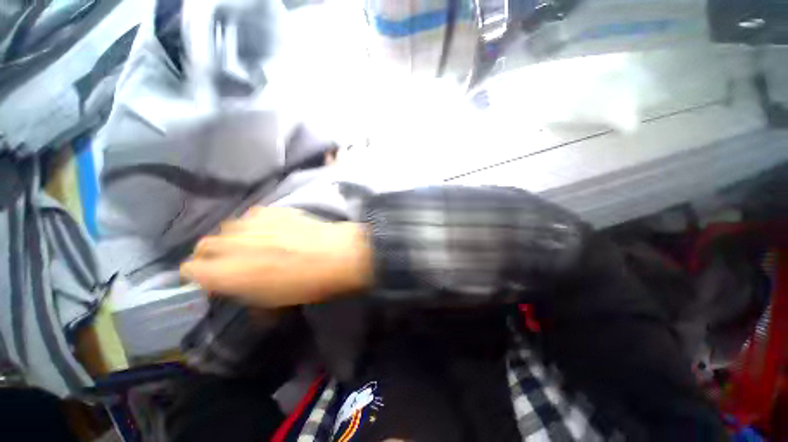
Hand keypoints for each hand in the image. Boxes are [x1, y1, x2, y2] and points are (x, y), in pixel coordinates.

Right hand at [180, 208, 372, 307]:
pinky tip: (274, 229)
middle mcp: (229, 244)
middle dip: (212, 254)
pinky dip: (257, 224)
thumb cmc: (305, 285)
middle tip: (232, 261)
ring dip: (235, 237)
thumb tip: (236, 286)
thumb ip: (242, 292)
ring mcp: (251, 222)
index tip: (212, 279)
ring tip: (255, 243)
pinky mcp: (271, 209)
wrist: (335, 255)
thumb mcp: (269, 302)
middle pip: (204, 245)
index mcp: (223, 273)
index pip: (190, 270)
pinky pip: (253, 215)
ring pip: (227, 227)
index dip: (200, 275)